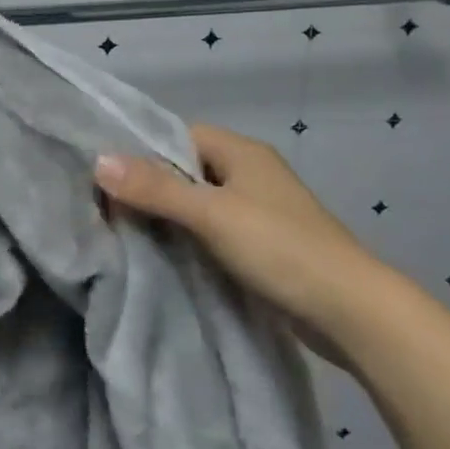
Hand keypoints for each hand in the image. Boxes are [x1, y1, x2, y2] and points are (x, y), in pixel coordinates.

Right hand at [93, 123, 393, 340]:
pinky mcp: (261, 244)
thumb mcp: (211, 214)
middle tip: (106, 208)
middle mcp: (249, 173)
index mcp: (241, 151)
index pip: (177, 136)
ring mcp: (257, 210)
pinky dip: (188, 238)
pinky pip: (212, 230)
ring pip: (197, 203)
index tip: (106, 176)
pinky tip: (162, 255)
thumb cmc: (280, 248)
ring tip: (124, 233)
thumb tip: (97, 159)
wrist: (351, 312)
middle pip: (185, 170)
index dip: (141, 152)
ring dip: (167, 216)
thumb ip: (155, 188)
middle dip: (149, 187)